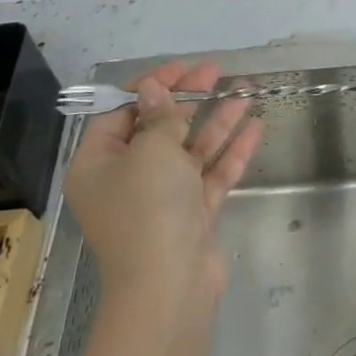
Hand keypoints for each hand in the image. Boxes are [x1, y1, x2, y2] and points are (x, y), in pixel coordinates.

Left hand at [65, 60, 262, 310]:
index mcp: (99, 164)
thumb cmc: (148, 208)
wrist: (168, 287)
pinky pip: (210, 174)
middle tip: (216, 71)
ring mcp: (161, 199)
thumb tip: (151, 87)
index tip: (181, 68)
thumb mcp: (152, 150)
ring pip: (190, 150)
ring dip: (217, 120)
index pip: (120, 113)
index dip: (150, 86)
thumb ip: (159, 114)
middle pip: (158, 128)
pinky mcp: (191, 216)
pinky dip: (230, 151)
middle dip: (189, 98)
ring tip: (246, 90)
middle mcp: (125, 180)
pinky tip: (255, 126)